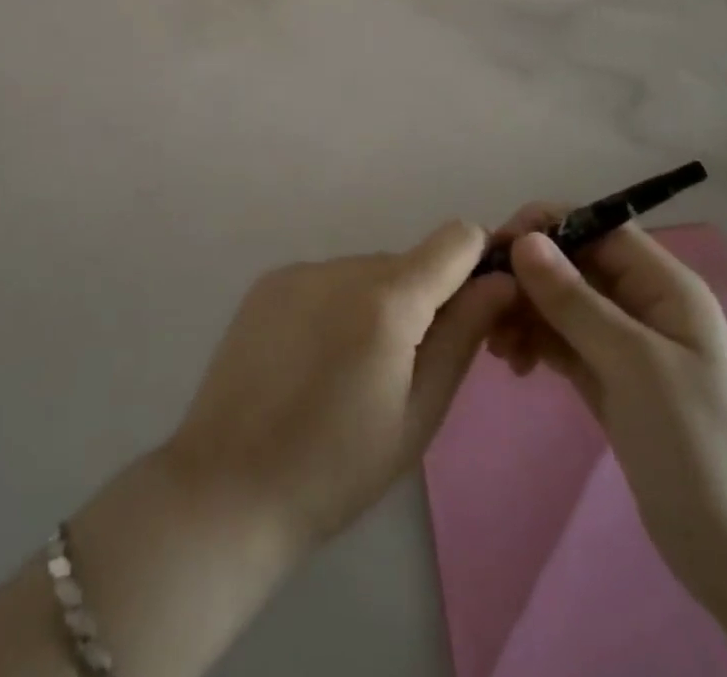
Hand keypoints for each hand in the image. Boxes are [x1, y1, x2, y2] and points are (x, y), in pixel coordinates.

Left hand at [163, 222, 514, 552]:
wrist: (226, 487)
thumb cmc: (337, 468)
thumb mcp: (419, 414)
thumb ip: (463, 337)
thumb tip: (500, 282)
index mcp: (388, 299)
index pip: (456, 239)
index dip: (476, 264)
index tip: (474, 309)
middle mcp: (344, 266)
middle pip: (410, 263)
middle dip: (423, 301)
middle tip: (405, 369)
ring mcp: (301, 270)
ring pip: (367, 272)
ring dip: (377, 305)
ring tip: (351, 373)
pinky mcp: (269, 282)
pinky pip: (327, 280)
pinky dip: (337, 307)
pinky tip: (313, 361)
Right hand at [485, 207, 726, 602]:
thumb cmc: (697, 444)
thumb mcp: (634, 364)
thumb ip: (575, 300)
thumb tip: (525, 240)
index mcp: (664, 286)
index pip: (598, 228)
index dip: (547, 228)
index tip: (497, 247)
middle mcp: (644, 304)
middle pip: (575, 265)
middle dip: (528, 277)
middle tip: (487, 307)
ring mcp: (626, 344)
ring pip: (563, 304)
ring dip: (527, 313)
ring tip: (499, 347)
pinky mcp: (611, 380)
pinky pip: (564, 342)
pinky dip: (537, 343)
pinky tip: (516, 364)